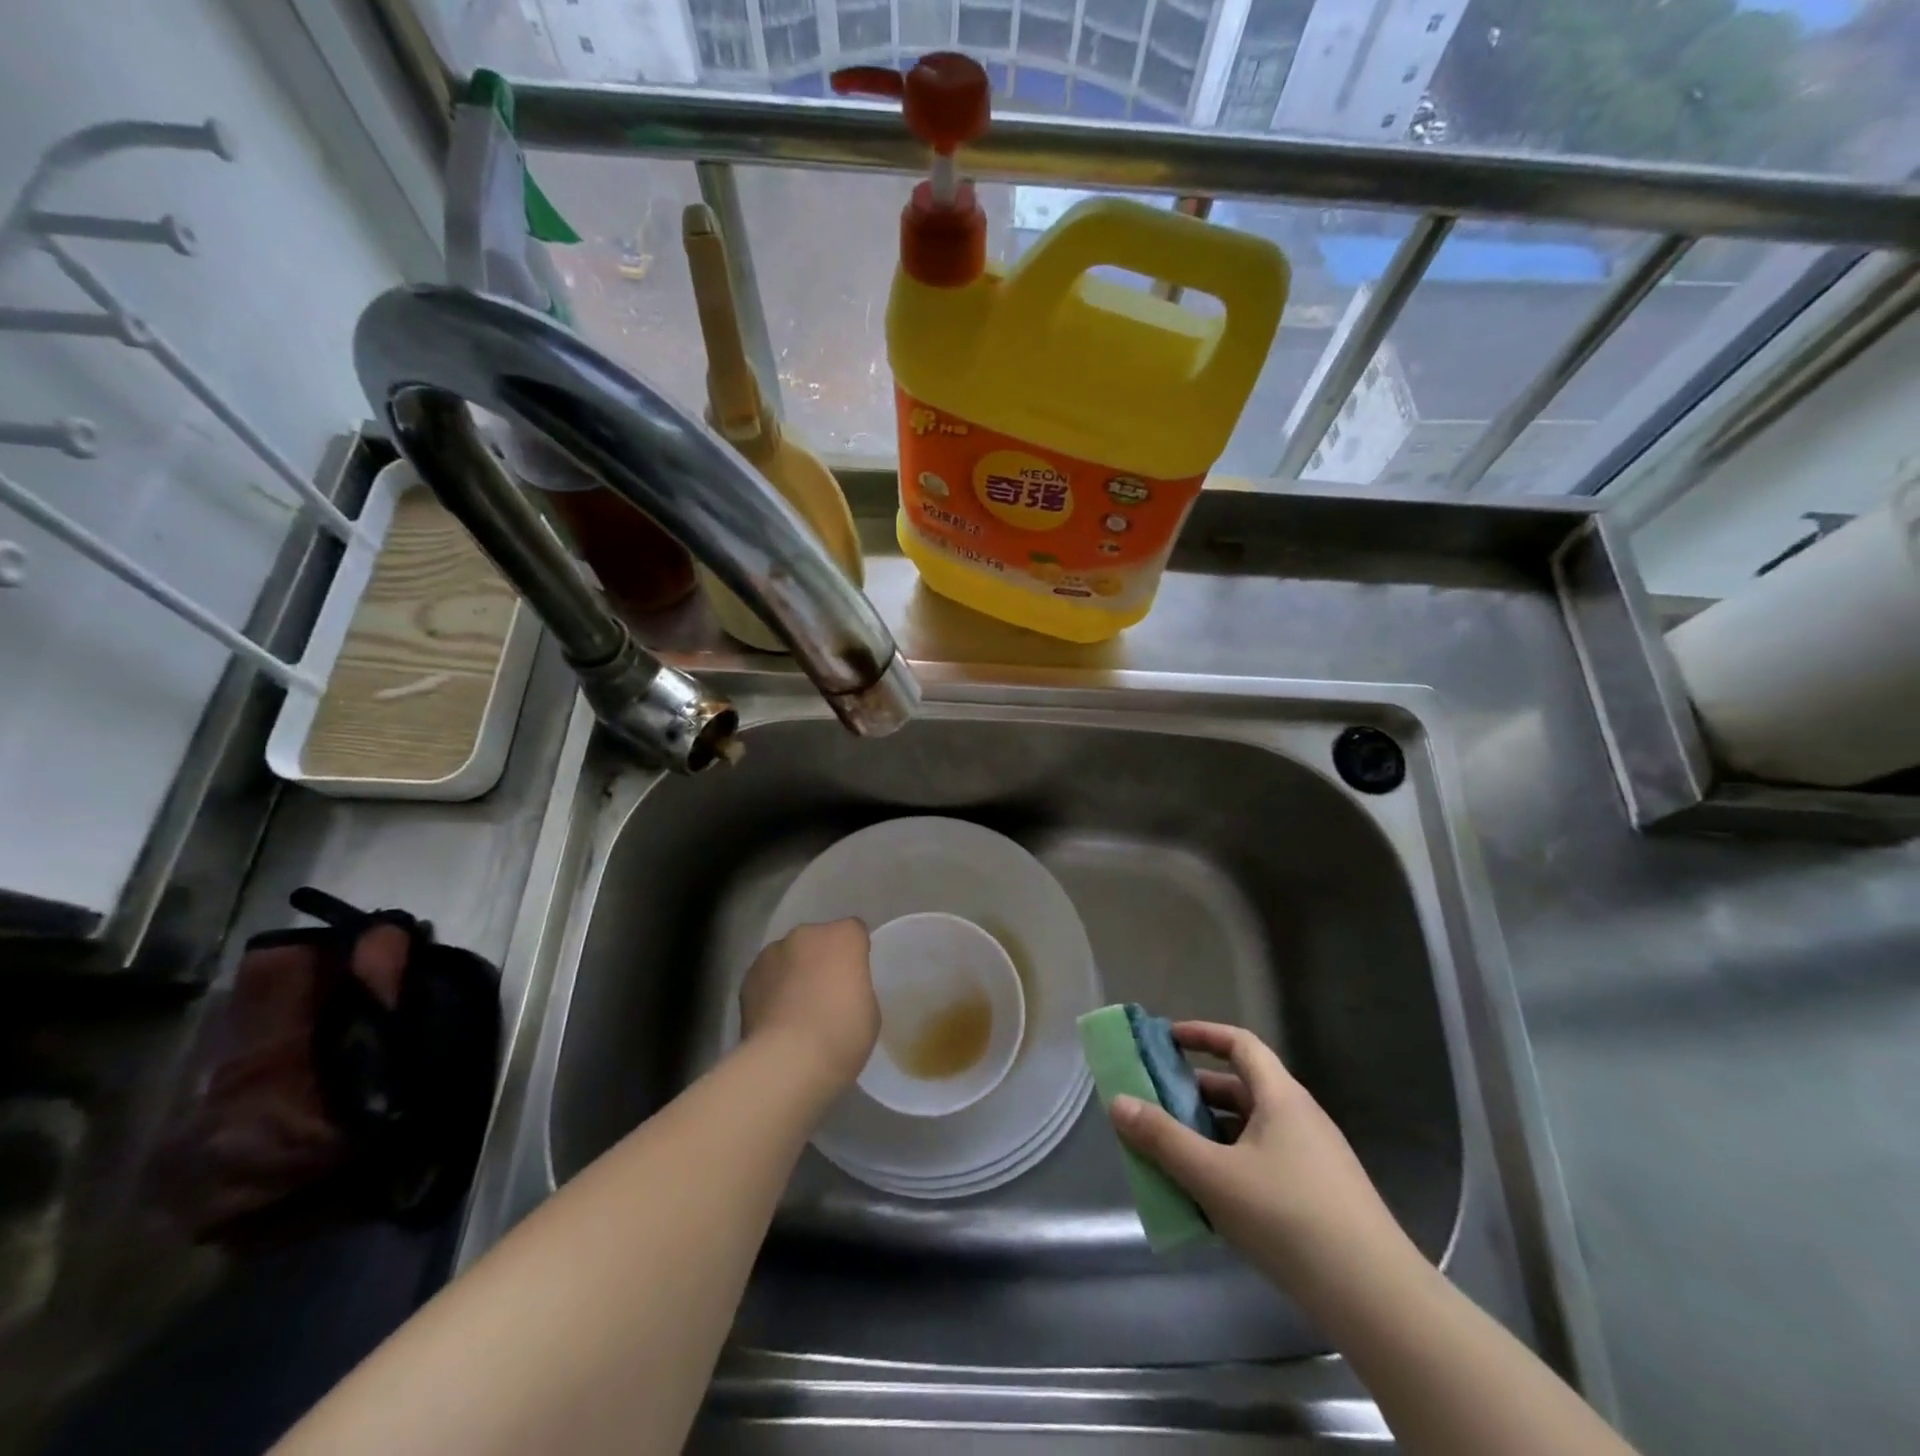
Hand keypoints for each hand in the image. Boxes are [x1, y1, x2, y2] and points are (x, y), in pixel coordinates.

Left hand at [739, 919, 878, 1091]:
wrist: (786, 1062)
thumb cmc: (841, 1034)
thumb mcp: (869, 1010)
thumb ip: (855, 986)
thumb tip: (840, 989)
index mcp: (843, 936)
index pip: (854, 932)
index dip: (855, 954)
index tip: (855, 980)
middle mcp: (806, 934)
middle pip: (818, 940)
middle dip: (822, 959)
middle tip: (826, 995)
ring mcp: (772, 953)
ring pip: (789, 956)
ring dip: (794, 972)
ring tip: (796, 1011)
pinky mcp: (747, 977)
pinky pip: (767, 977)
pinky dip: (771, 991)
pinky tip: (775, 1020)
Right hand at [1109, 1021, 1405, 1285]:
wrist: (1377, 1300)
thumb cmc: (1289, 1218)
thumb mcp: (1214, 1176)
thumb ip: (1162, 1139)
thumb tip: (1118, 1102)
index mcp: (1281, 1097)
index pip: (1240, 1043)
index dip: (1201, 1034)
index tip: (1166, 1039)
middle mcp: (1301, 1118)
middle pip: (1242, 1088)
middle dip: (1196, 1092)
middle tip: (1157, 1103)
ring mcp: (1315, 1159)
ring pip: (1252, 1129)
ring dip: (1212, 1133)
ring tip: (1174, 1153)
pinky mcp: (1321, 1198)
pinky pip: (1265, 1162)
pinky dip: (1232, 1165)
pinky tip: (1212, 1200)